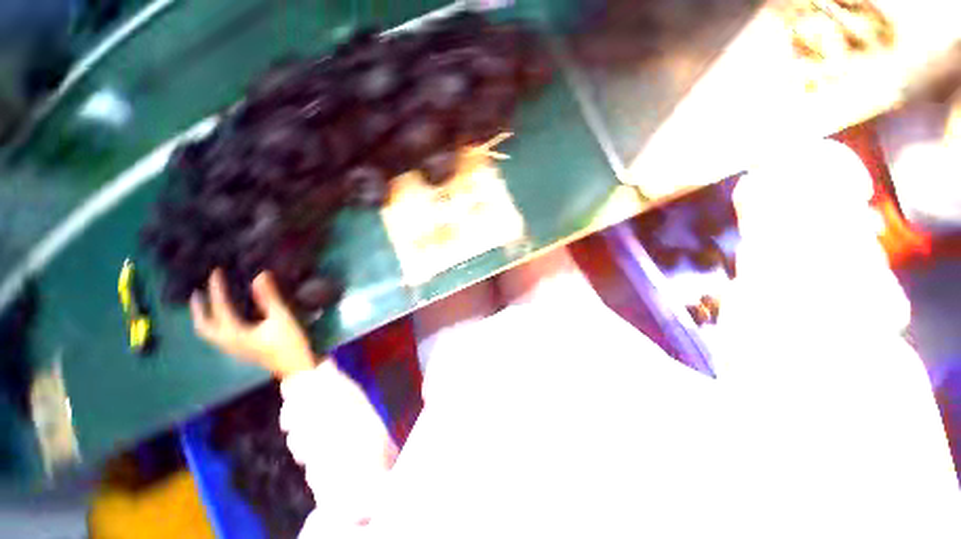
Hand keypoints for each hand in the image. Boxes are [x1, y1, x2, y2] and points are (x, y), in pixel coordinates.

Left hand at [191, 269, 318, 378]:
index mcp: (234, 333)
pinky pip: (218, 335)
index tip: (215, 272)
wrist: (295, 366)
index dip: (217, 288)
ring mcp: (232, 348)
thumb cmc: (288, 343)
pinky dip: (214, 324)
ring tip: (206, 304)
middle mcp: (227, 342)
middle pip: (203, 325)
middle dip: (198, 308)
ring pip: (208, 333)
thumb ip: (269, 298)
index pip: (220, 307)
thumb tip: (260, 276)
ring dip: (204, 317)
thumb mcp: (281, 318)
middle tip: (197, 292)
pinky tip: (223, 319)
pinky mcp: (240, 350)